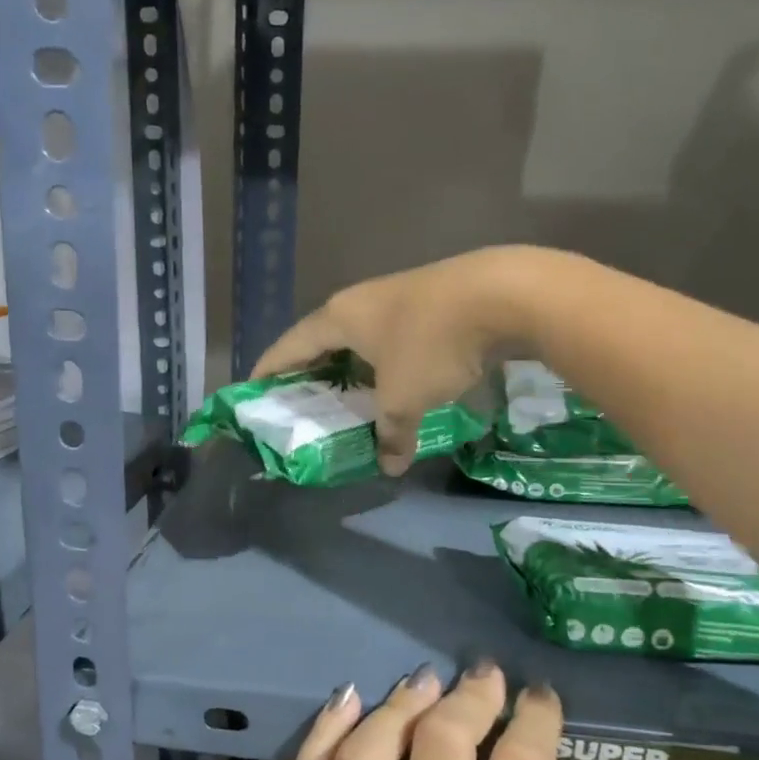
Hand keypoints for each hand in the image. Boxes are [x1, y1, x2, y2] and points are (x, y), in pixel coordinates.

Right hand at [253, 248, 557, 474]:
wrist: (505, 294)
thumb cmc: (434, 344)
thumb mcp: (405, 397)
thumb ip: (392, 433)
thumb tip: (391, 465)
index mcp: (339, 317)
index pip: (290, 346)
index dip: (269, 369)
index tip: (254, 391)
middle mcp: (362, 301)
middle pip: (323, 339)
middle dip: (312, 371)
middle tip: (304, 402)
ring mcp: (399, 296)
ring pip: (363, 338)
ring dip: (354, 367)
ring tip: (351, 397)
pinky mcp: (432, 300)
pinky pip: (395, 336)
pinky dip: (387, 362)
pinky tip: (399, 380)